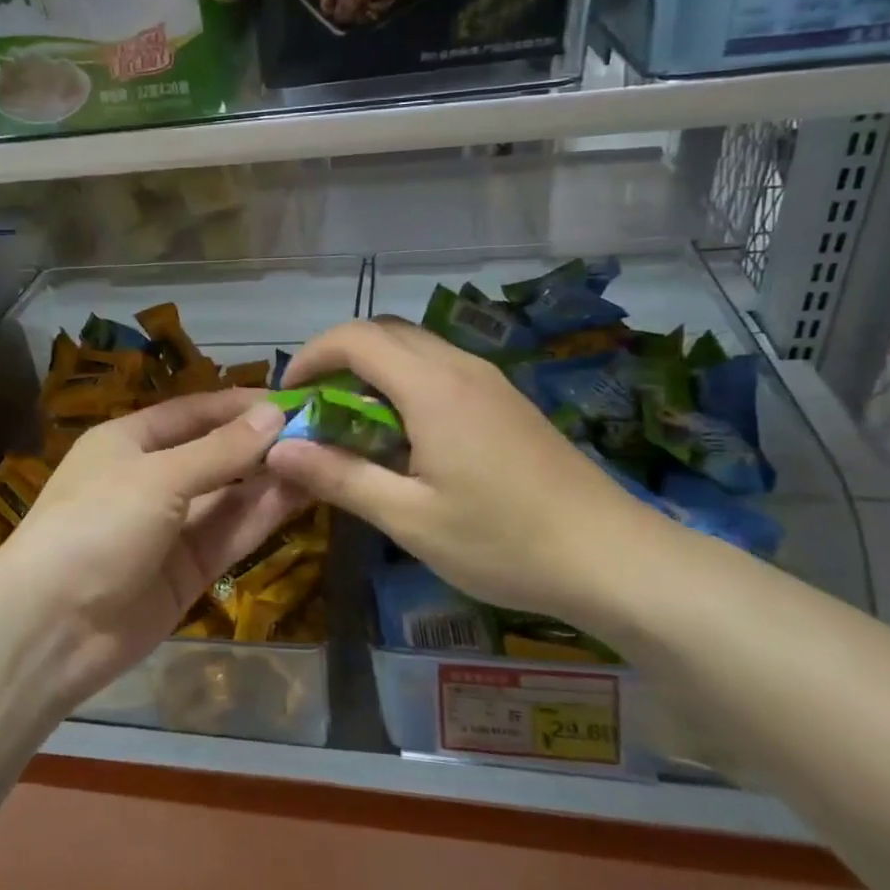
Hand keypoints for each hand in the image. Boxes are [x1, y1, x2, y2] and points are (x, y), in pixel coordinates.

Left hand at [0, 390, 308, 702]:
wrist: (51, 628)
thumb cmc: (96, 526)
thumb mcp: (158, 478)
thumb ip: (221, 450)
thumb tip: (275, 413)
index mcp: (128, 442)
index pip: (193, 412)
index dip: (240, 405)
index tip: (293, 399)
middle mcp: (151, 479)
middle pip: (216, 453)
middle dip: (262, 442)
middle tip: (322, 430)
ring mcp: (171, 527)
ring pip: (230, 495)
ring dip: (271, 477)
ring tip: (324, 457)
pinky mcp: (188, 570)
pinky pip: (230, 533)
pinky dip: (263, 515)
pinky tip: (303, 494)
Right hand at [264, 319, 664, 621]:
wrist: (613, 557)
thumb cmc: (503, 542)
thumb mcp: (410, 519)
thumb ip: (339, 477)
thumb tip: (277, 450)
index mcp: (433, 388)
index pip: (355, 338)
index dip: (311, 356)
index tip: (289, 396)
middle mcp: (461, 367)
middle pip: (385, 331)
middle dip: (338, 359)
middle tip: (316, 410)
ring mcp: (490, 380)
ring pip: (416, 347)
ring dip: (373, 371)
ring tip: (353, 424)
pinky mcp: (506, 399)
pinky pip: (441, 368)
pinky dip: (405, 383)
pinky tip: (406, 436)